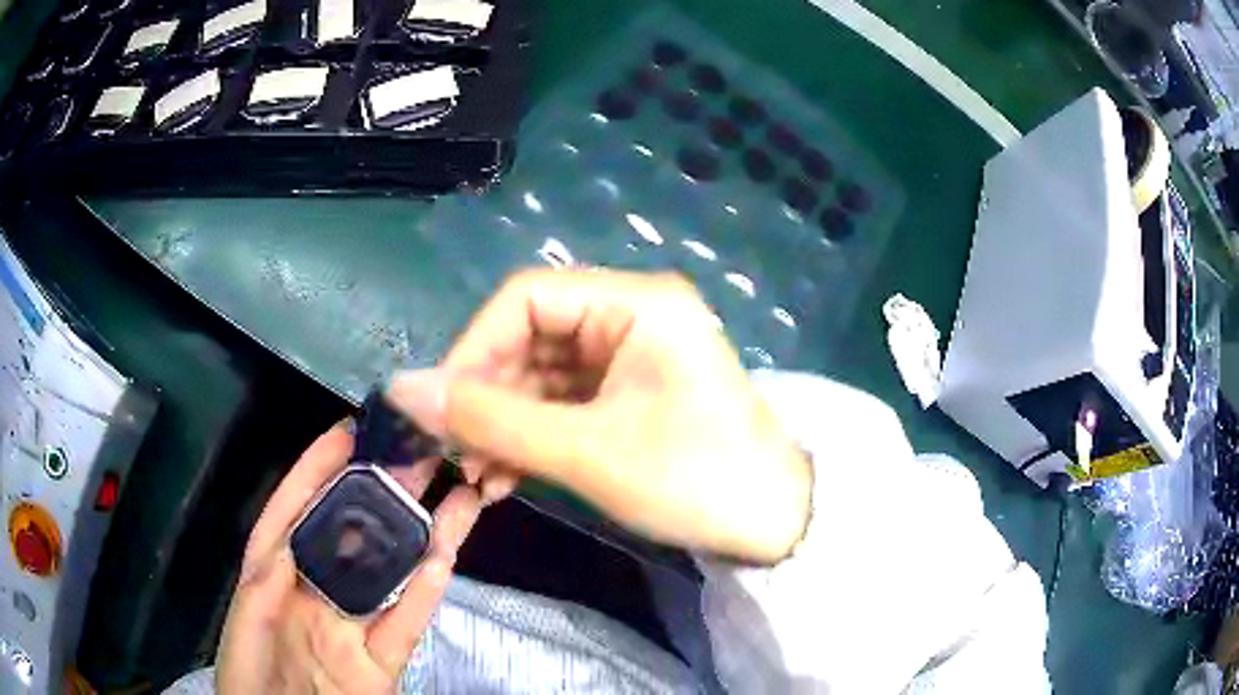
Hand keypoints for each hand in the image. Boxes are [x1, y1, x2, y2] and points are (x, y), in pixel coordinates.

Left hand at [216, 422, 480, 693]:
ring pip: (391, 576)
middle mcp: (318, 591)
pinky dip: (426, 594)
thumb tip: (295, 540)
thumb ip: (264, 585)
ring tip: (456, 495)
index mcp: (275, 574)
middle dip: (382, 491)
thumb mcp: (246, 625)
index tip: (348, 432)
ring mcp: (352, 627)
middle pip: (353, 536)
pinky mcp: (380, 663)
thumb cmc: (249, 675)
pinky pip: (405, 624)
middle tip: (419, 452)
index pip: (295, 512)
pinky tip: (445, 558)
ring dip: (421, 537)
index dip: (317, 470)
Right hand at [388, 269, 810, 564]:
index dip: (473, 348)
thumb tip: (402, 391)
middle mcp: (631, 315)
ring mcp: (631, 356)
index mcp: (635, 302)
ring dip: (503, 424)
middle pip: (530, 338)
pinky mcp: (630, 394)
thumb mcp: (586, 450)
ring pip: (541, 376)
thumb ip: (490, 419)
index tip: (441, 407)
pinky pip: (563, 402)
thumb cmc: (693, 479)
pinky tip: (504, 475)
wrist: (773, 526)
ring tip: (477, 475)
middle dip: (487, 397)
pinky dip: (530, 435)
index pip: (525, 298)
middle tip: (456, 454)